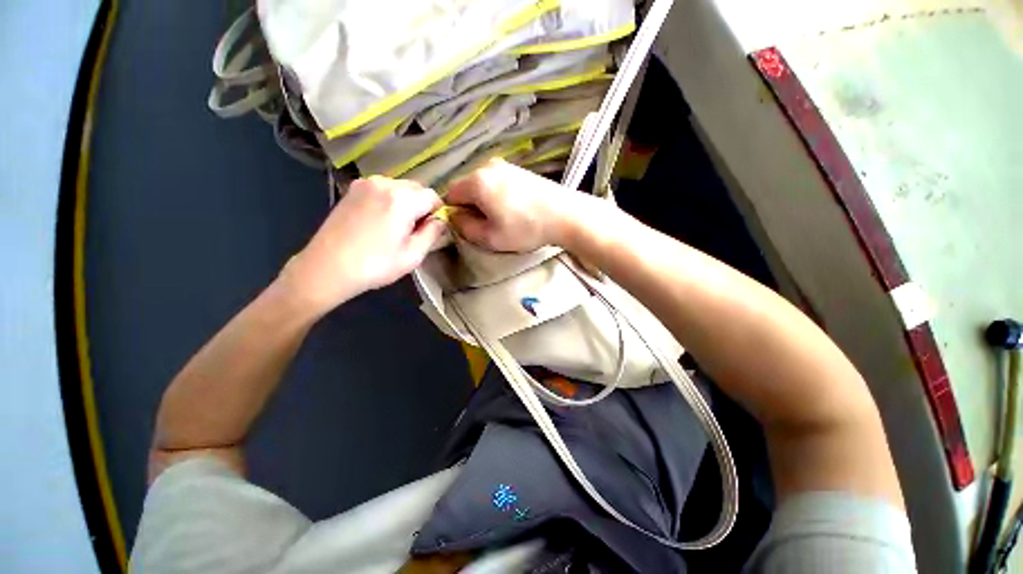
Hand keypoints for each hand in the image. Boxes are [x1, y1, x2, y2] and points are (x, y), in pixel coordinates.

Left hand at [282, 176, 444, 314]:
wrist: (327, 268)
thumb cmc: (375, 265)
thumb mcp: (413, 255)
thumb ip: (433, 233)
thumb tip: (441, 220)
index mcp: (401, 199)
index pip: (433, 196)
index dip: (437, 212)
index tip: (431, 229)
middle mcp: (384, 183)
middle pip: (416, 188)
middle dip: (422, 206)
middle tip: (415, 230)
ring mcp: (364, 184)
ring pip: (399, 187)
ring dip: (406, 202)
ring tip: (396, 226)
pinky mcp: (352, 190)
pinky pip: (382, 189)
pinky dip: (390, 200)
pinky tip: (381, 220)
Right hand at [445, 159, 580, 251]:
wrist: (565, 215)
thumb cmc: (525, 228)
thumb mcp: (490, 238)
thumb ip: (464, 227)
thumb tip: (454, 217)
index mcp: (476, 181)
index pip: (450, 195)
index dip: (455, 213)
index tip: (470, 227)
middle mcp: (487, 166)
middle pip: (467, 188)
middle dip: (472, 207)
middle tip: (489, 225)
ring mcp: (506, 165)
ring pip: (483, 186)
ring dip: (486, 202)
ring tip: (505, 218)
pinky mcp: (520, 169)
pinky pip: (498, 182)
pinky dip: (499, 196)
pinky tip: (515, 208)